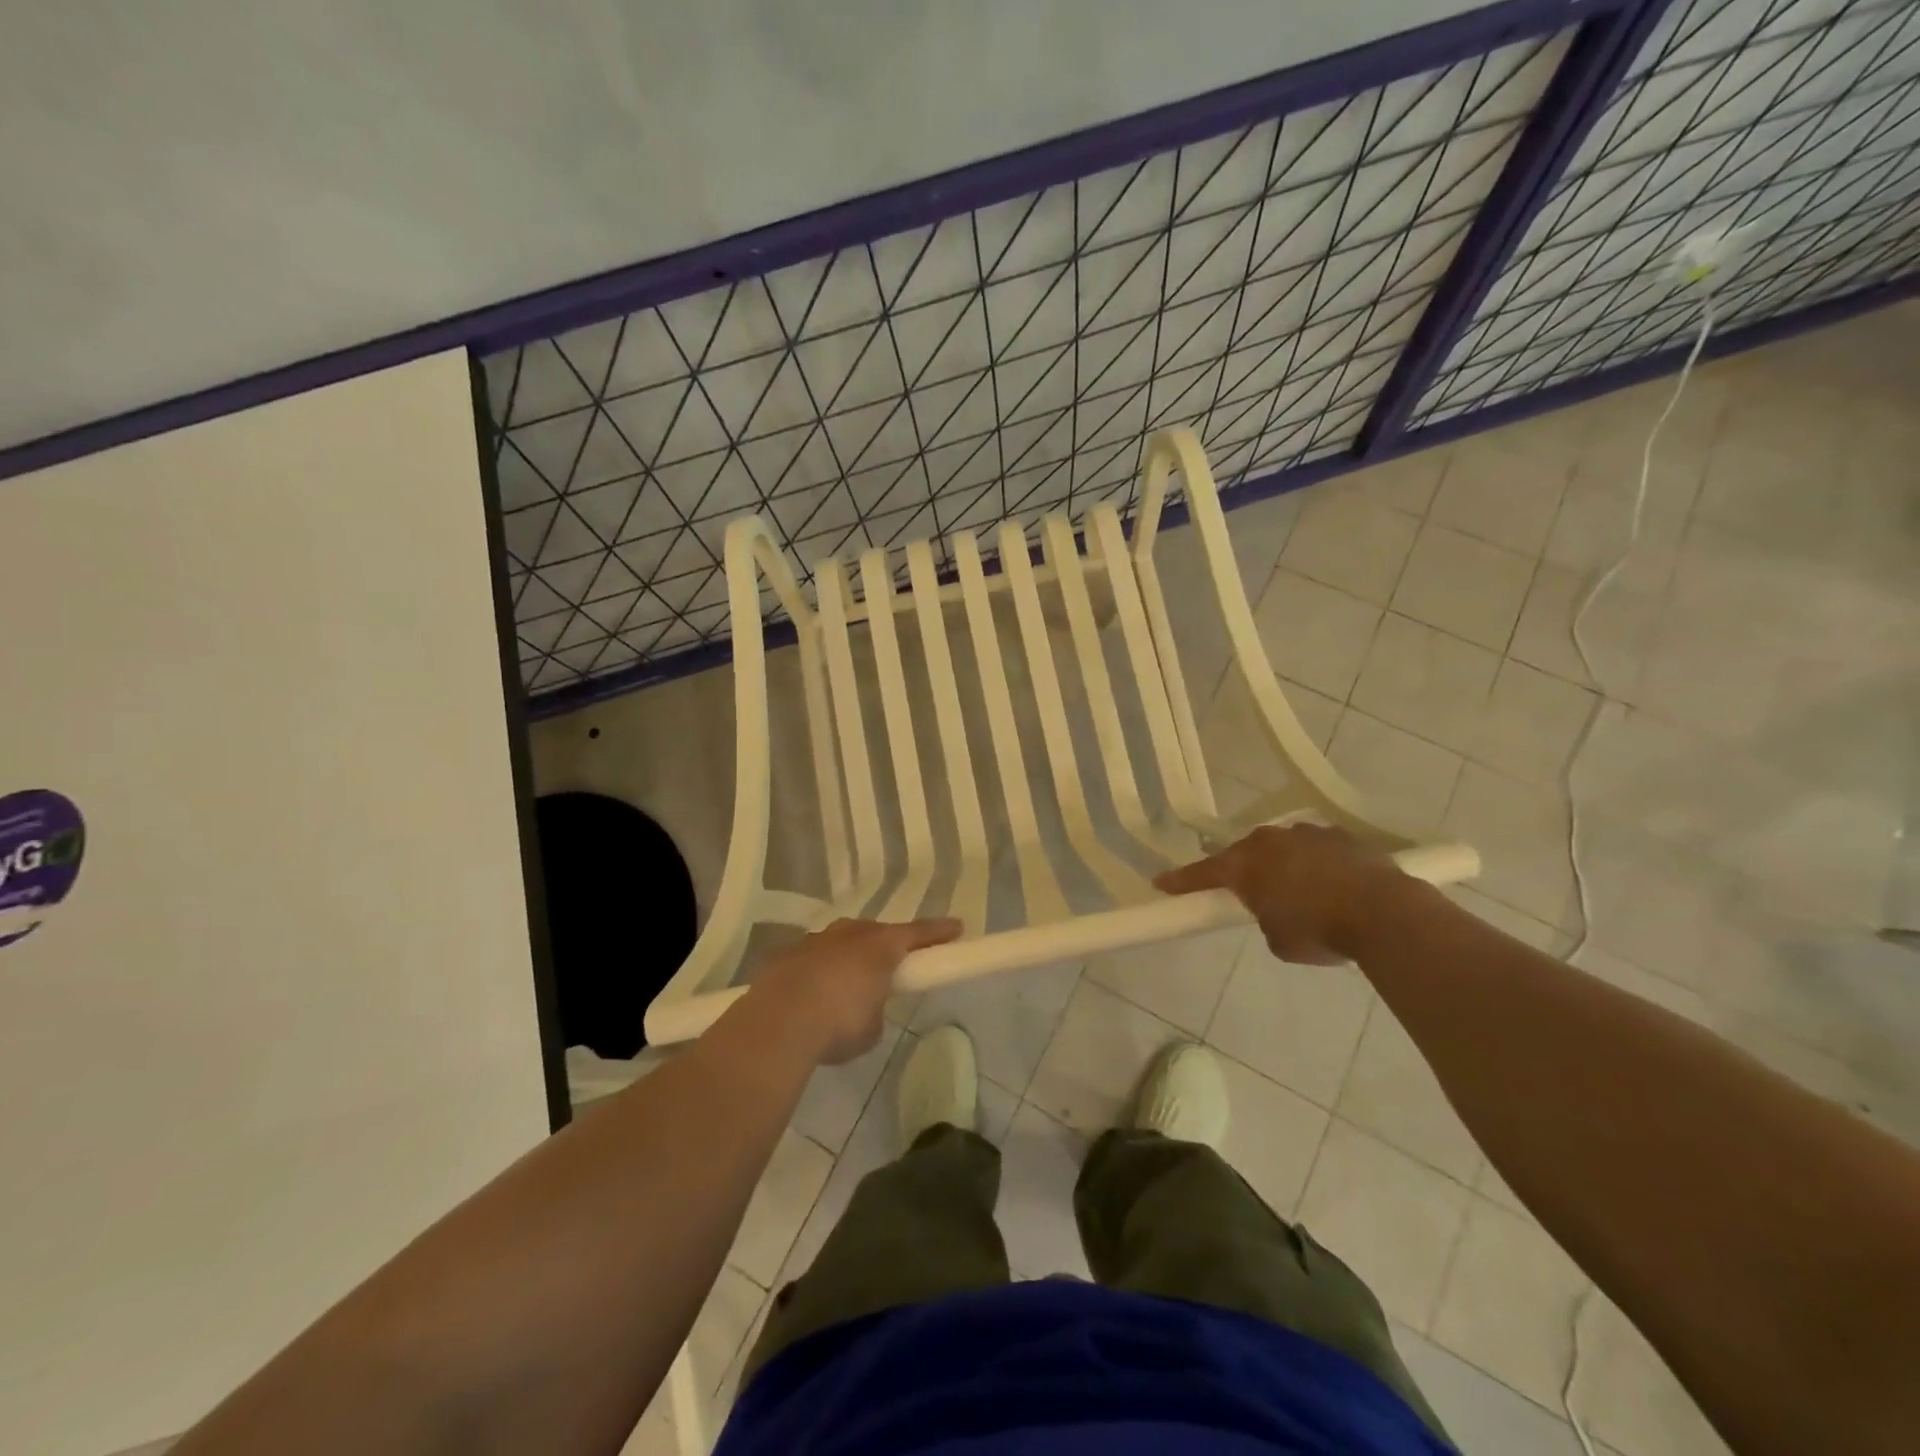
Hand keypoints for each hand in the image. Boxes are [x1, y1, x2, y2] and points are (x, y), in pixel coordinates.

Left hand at [748, 917, 961, 1064]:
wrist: (777, 1024)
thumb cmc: (838, 1024)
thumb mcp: (872, 1027)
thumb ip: (876, 1009)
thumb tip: (865, 1006)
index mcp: (880, 946)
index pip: (918, 933)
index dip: (939, 932)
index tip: (956, 928)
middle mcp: (849, 934)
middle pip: (875, 933)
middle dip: (885, 946)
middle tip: (891, 965)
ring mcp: (814, 941)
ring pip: (840, 942)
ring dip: (847, 957)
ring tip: (845, 986)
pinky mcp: (785, 955)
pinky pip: (811, 959)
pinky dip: (817, 972)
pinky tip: (810, 995)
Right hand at [1154, 823, 1403, 963]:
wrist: (1385, 913)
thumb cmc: (1319, 931)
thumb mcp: (1278, 940)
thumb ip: (1265, 919)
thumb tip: (1276, 910)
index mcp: (1245, 865)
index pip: (1202, 873)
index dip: (1181, 881)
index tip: (1161, 883)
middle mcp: (1270, 841)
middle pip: (1245, 853)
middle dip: (1243, 870)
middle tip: (1247, 891)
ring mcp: (1307, 833)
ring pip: (1283, 847)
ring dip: (1283, 864)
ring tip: (1300, 891)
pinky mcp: (1342, 835)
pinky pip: (1317, 849)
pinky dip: (1317, 864)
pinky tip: (1333, 885)